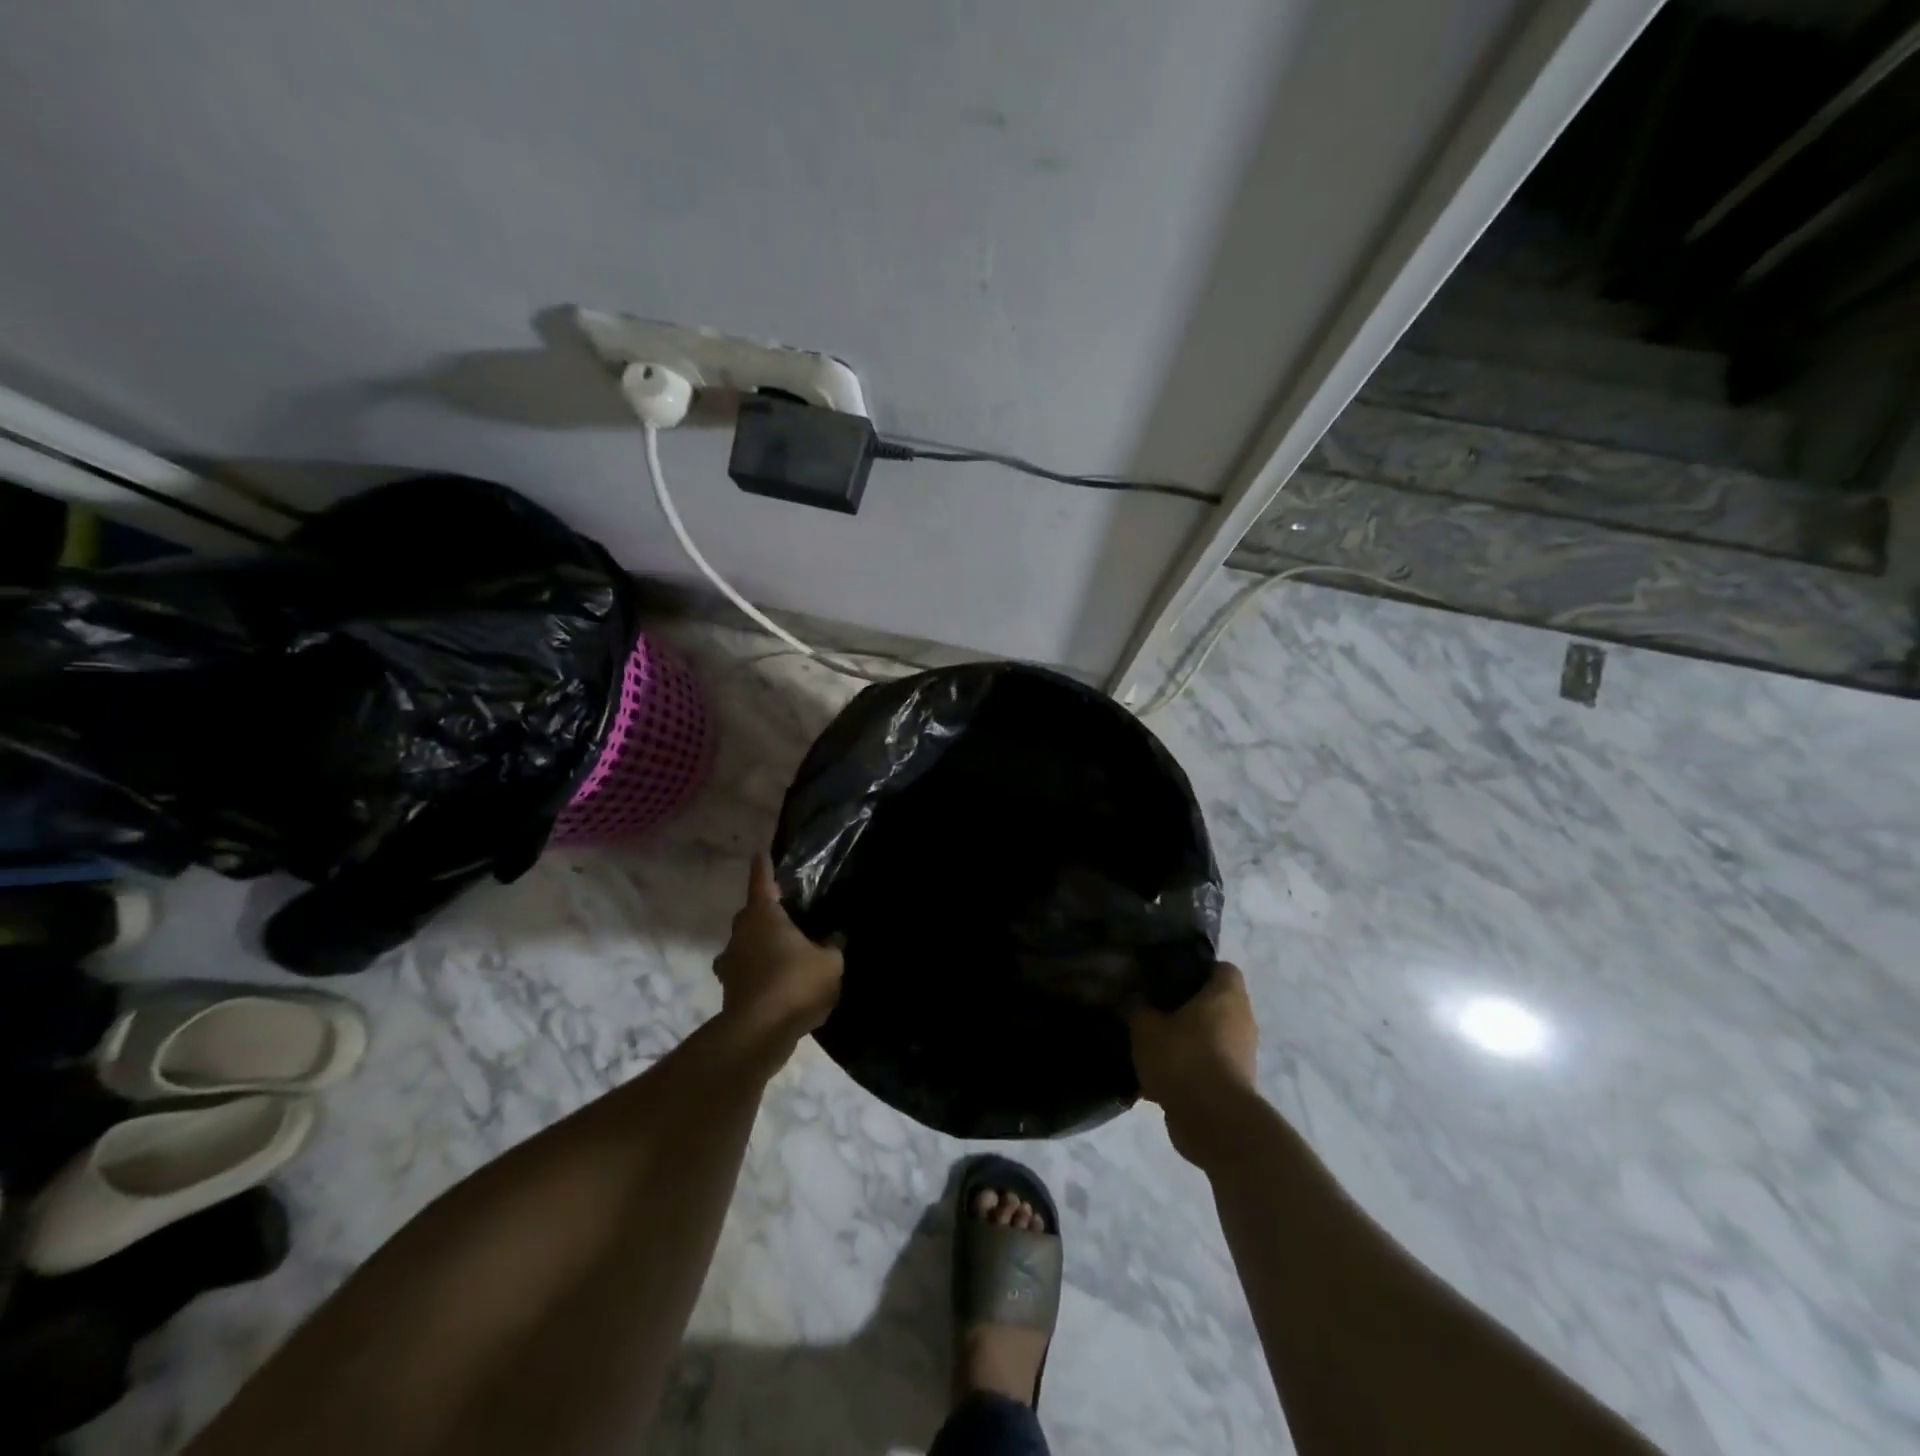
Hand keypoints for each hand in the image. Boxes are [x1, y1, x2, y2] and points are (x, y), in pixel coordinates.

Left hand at [713, 853, 843, 1052]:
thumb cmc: (795, 983)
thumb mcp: (830, 962)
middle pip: (752, 913)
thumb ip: (834, 946)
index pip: (762, 880)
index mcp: (763, 915)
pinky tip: (781, 983)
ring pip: (746, 944)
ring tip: (787, 952)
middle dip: (767, 912)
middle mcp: (741, 932)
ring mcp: (730, 963)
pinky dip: (760, 972)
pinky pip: (747, 971)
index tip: (761, 852)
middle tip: (791, 913)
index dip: (764, 865)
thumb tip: (835, 937)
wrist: (758, 1034)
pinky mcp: (730, 990)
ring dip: (761, 945)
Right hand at [1130, 962, 1259, 1167]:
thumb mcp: (1146, 1027)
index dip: (1198, 969)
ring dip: (1188, 1041)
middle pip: (1215, 1004)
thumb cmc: (1183, 1057)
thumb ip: (1138, 1009)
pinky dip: (1189, 1070)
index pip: (1221, 968)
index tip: (1170, 978)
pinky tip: (1159, 1079)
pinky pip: (1209, 1067)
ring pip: (1211, 1037)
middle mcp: (1242, 1020)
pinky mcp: (1236, 1086)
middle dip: (1187, 1008)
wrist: (1213, 1121)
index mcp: (1227, 995)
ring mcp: (1243, 1055)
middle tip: (1155, 1010)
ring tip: (1154, 1046)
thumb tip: (1136, 1001)